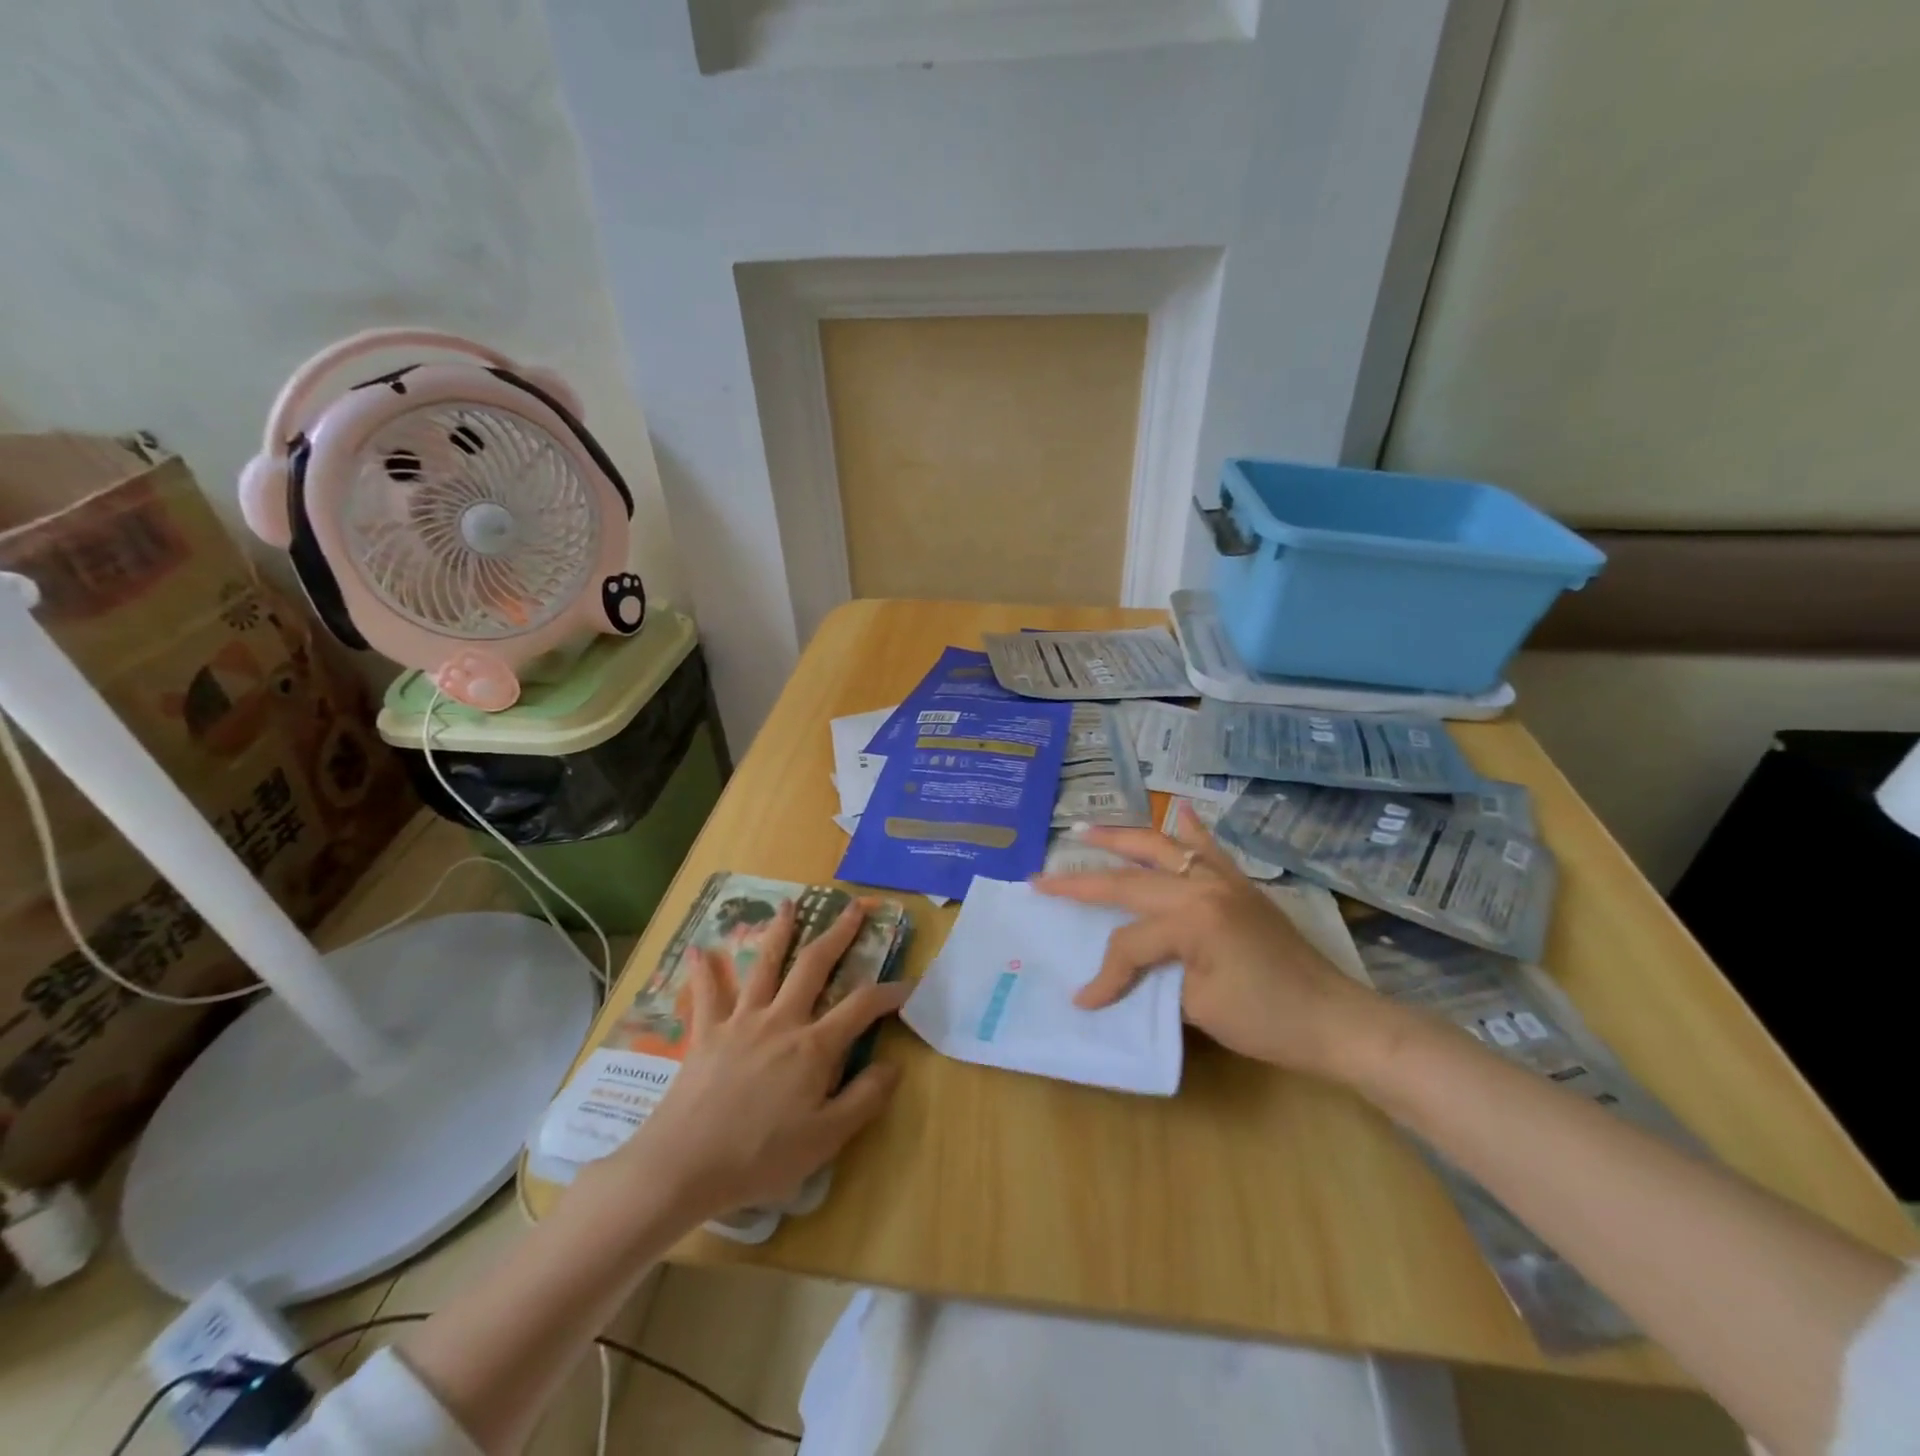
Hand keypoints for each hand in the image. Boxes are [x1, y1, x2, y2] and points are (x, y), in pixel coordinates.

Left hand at [623, 900, 909, 1219]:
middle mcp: (781, 1020)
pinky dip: (703, 971)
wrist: (684, 1165)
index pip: (861, 1007)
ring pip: (764, 966)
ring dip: (779, 932)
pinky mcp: (707, 1032)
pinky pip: (707, 994)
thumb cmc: (760, 1157)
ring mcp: (741, 1021)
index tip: (907, 985)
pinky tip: (699, 948)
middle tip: (854, 908)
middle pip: (814, 966)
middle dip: (838, 934)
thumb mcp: (825, 1139)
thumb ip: (864, 1098)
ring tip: (790, 904)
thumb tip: (895, 1064)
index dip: (888, 993)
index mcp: (813, 1047)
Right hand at [1032, 805, 1384, 1079]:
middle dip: (1082, 880)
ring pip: (1161, 847)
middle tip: (1042, 878)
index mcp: (1192, 917)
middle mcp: (1203, 885)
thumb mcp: (1198, 1007)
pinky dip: (1189, 830)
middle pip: (1130, 879)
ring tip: (1084, 830)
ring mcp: (1224, 878)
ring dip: (1120, 838)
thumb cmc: (1267, 1021)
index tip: (1085, 1000)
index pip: (1129, 942)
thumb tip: (1113, 979)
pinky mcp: (1240, 884)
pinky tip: (1179, 811)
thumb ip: (1151, 979)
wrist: (1335, 1019)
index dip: (1106, 973)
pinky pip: (1209, 848)